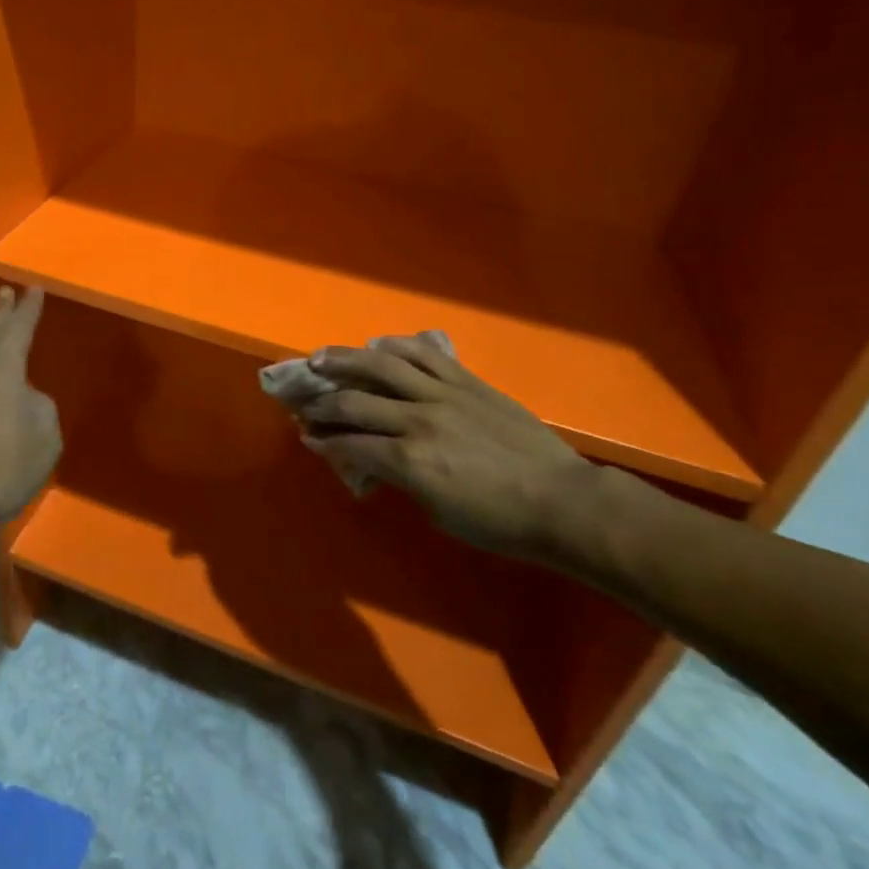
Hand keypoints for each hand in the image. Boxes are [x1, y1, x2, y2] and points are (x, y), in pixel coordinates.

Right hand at [298, 335, 598, 557]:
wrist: (562, 501)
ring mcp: (443, 394)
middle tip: (306, 406)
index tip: (307, 438)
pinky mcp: (466, 381)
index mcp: (409, 462)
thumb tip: (377, 460)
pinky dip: (395, 346)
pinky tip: (378, 345)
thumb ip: (402, 479)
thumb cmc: (500, 523)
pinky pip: (424, 354)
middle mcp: (418, 420)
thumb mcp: (438, 512)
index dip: (323, 441)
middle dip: (322, 405)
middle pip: (353, 402)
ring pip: (382, 365)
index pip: (349, 444)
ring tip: (321, 358)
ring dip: (344, 360)